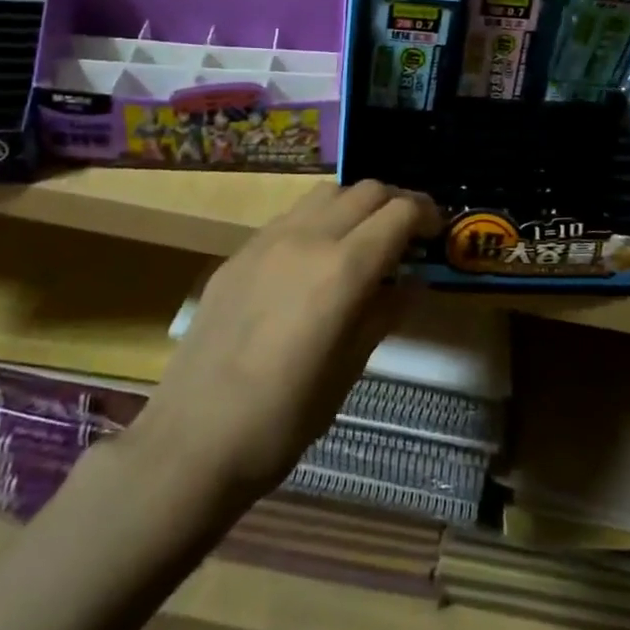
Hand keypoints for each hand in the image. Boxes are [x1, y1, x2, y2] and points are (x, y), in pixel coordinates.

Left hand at [124, 181, 439, 504]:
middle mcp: (308, 238)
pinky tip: (315, 259)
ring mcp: (268, 240)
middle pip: (365, 190)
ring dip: (355, 205)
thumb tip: (410, 282)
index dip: (426, 215)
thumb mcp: (349, 370)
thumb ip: (383, 313)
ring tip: (363, 239)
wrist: (193, 439)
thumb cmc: (284, 419)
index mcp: (343, 269)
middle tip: (407, 233)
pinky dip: (318, 221)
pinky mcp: (239, 252)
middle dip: (395, 203)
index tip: (436, 232)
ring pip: (326, 193)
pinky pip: (291, 216)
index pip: (399, 213)